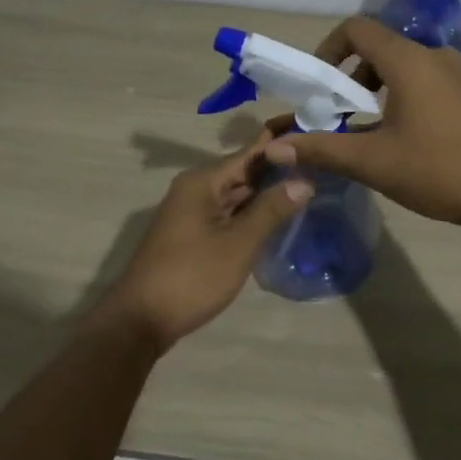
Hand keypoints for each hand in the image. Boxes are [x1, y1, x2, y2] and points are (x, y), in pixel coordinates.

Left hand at [100, 146, 313, 349]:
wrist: (141, 320)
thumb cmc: (192, 276)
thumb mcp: (238, 243)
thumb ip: (271, 210)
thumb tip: (304, 180)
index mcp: (202, 182)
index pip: (249, 154)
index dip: (279, 147)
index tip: (312, 139)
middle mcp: (194, 190)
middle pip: (242, 173)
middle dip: (276, 172)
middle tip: (318, 168)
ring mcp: (190, 213)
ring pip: (235, 196)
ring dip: (265, 195)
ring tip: (307, 189)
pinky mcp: (191, 236)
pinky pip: (226, 215)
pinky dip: (250, 215)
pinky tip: (275, 220)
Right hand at [263, 16, 460, 231]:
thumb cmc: (440, 171)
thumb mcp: (373, 162)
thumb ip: (321, 149)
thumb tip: (274, 150)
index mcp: (409, 61)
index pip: (356, 29)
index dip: (328, 50)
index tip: (319, 87)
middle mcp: (435, 55)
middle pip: (379, 49)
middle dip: (350, 78)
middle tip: (339, 116)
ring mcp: (460, 73)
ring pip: (404, 67)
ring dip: (377, 90)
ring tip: (368, 131)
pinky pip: (427, 81)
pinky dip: (404, 97)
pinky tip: (405, 138)